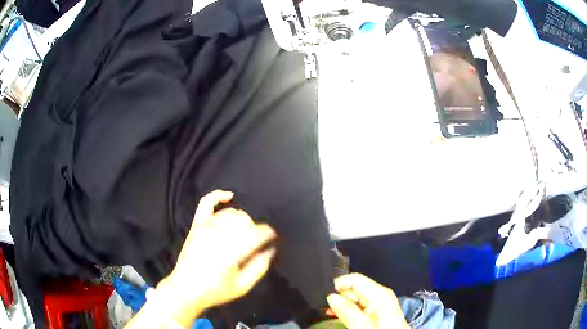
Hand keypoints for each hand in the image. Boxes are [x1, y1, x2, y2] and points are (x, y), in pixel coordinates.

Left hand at [158, 190, 276, 324]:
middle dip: (254, 229)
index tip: (273, 237)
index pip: (256, 233)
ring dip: (241, 219)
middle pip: (244, 221)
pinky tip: (229, 197)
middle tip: (255, 242)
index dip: (269, 233)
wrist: (185, 289)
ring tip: (243, 232)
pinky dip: (218, 196)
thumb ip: (259, 267)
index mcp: (231, 252)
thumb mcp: (242, 286)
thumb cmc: (215, 290)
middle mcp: (218, 235)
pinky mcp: (196, 225)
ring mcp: (205, 227)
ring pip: (231, 213)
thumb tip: (271, 249)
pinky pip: (207, 203)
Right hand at [327, 273, 409, 328]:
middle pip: (354, 288)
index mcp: (379, 293)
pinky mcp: (379, 311)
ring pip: (356, 297)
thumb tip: (331, 297)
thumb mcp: (362, 325)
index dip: (337, 285)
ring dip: (342, 304)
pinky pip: (360, 305)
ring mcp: (381, 303)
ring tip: (330, 312)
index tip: (324, 296)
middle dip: (339, 296)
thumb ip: (347, 311)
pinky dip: (349, 309)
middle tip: (325, 307)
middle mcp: (381, 294)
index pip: (354, 278)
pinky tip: (340, 315)